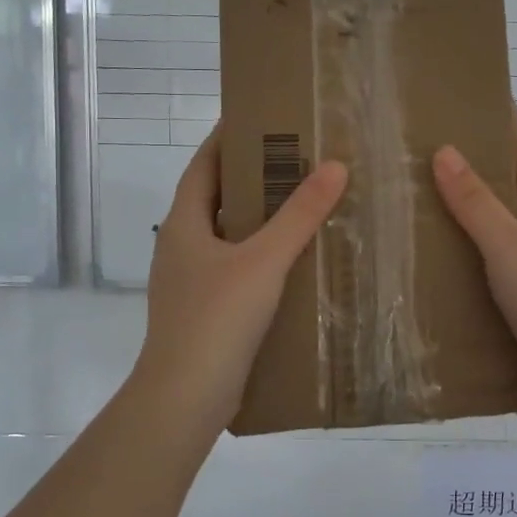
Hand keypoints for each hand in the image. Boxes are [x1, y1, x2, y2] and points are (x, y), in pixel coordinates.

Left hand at [133, 130, 348, 437]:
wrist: (185, 397)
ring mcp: (191, 282)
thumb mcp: (264, 261)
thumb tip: (335, 166)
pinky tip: (293, 263)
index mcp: (184, 224)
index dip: (226, 139)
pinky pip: (236, 270)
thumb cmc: (217, 318)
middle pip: (216, 199)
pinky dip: (260, 257)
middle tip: (295, 160)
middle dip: (251, 178)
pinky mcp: (205, 312)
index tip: (259, 119)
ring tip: (302, 205)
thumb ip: (299, 215)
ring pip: (227, 237)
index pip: (203, 166)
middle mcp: (182, 247)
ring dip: (258, 220)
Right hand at [432, 111, 516, 424]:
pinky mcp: (505, 308)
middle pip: (497, 192)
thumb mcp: (512, 247)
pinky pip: (470, 277)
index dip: (503, 124)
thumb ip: (478, 204)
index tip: (472, 95)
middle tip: (413, 148)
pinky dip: (447, 267)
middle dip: (464, 168)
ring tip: (399, 201)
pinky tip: (412, 266)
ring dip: (448, 220)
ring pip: (479, 236)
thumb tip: (444, 150)